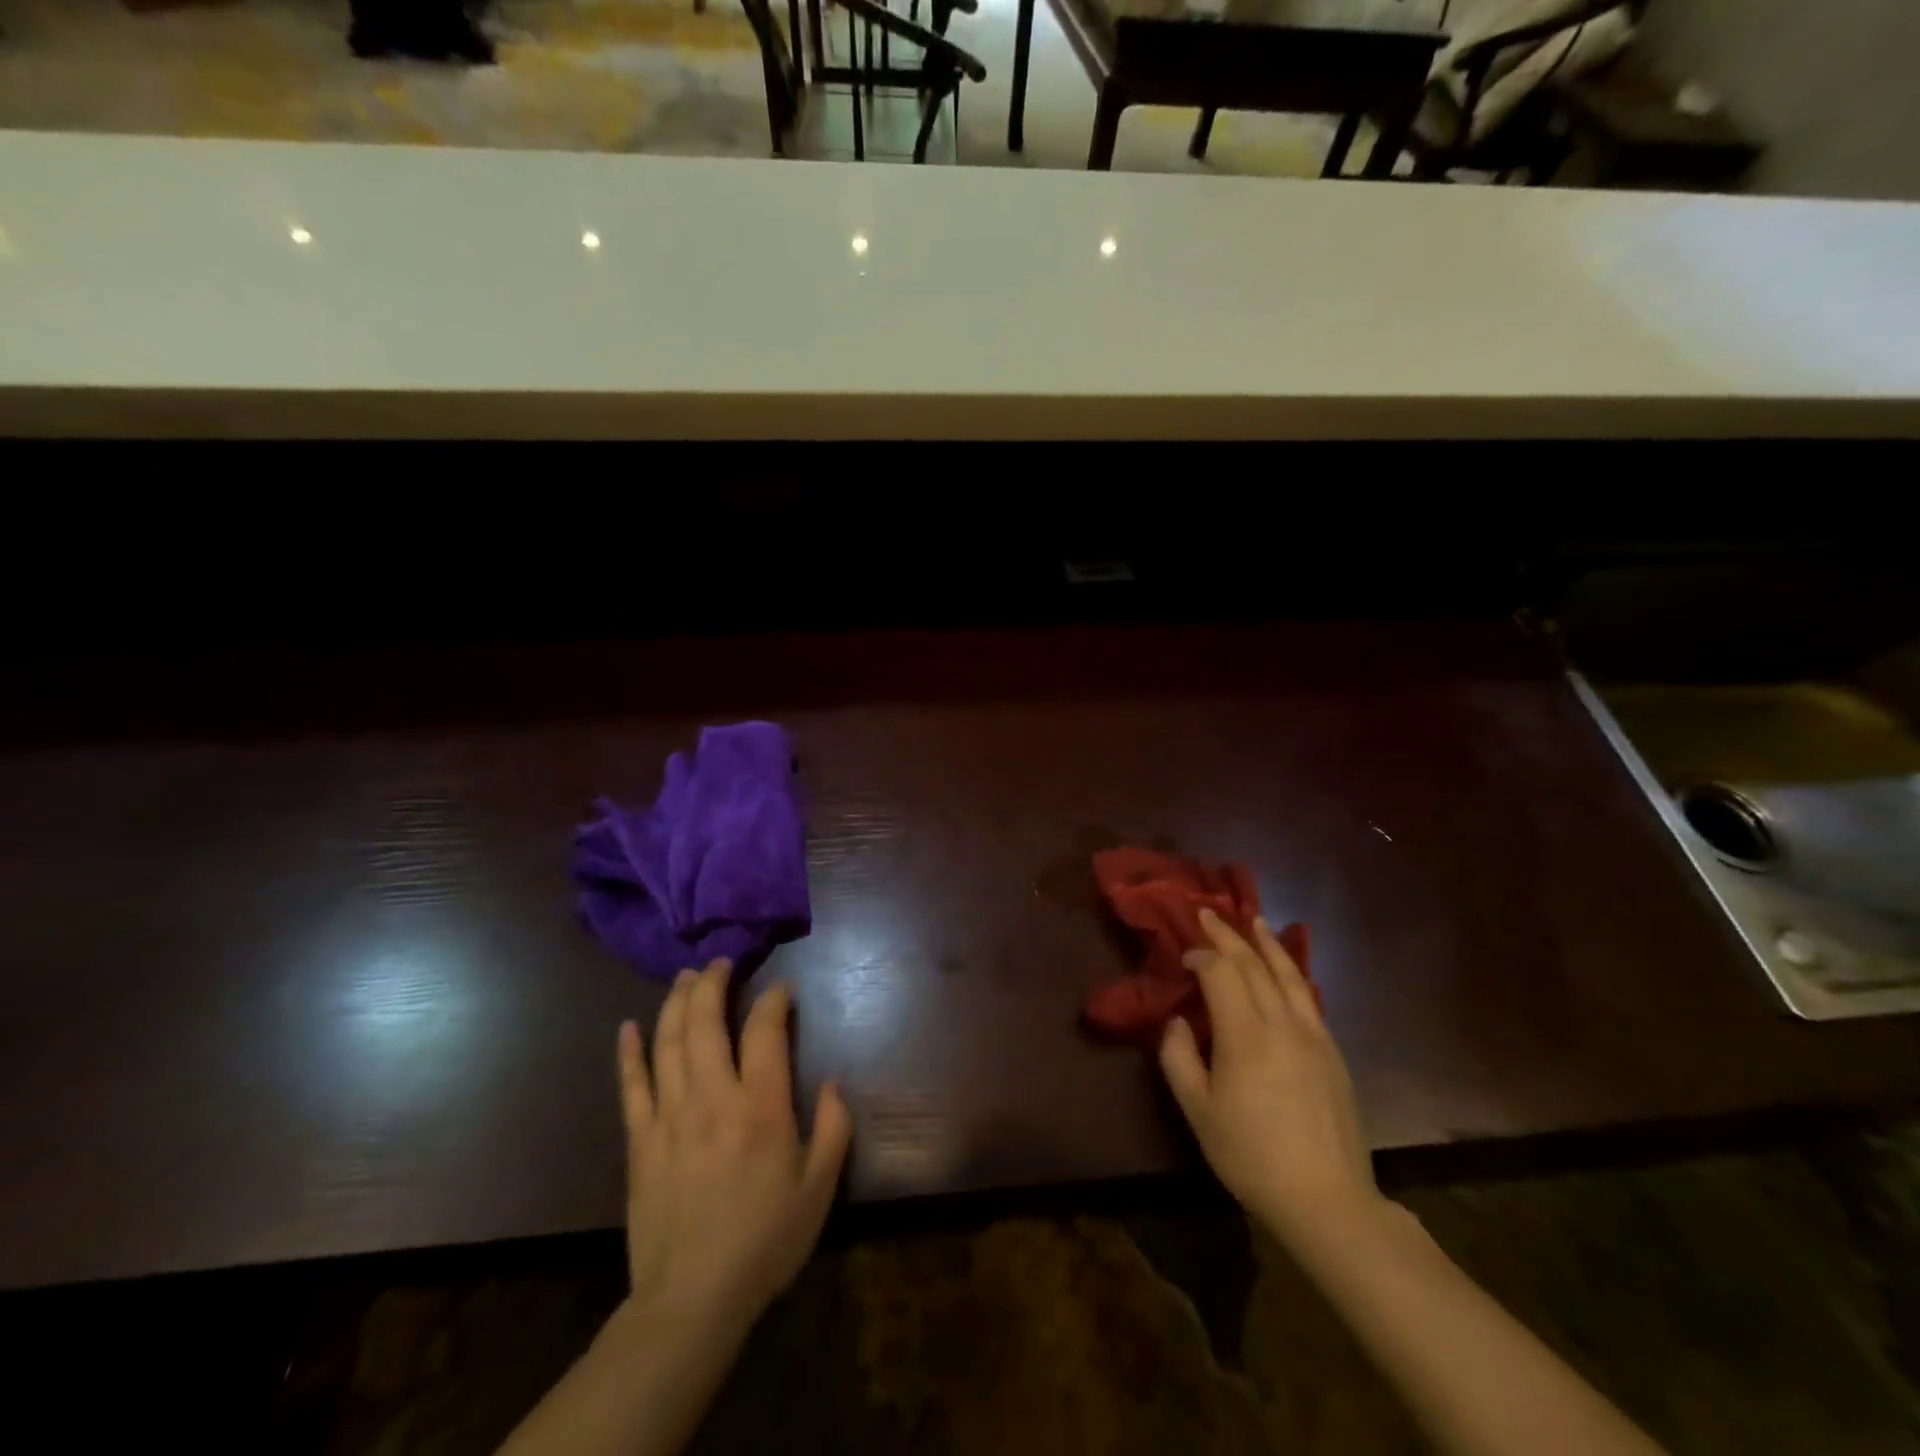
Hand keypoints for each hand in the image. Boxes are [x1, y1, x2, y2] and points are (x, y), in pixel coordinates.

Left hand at [617, 959, 850, 1339]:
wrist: (692, 1300)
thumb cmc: (765, 1240)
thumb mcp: (820, 1187)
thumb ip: (834, 1127)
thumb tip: (834, 1082)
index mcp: (761, 1106)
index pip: (765, 1030)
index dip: (775, 999)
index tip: (783, 989)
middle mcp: (713, 1097)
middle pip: (706, 1022)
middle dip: (713, 983)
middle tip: (721, 961)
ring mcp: (670, 1116)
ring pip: (668, 1042)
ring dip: (676, 1002)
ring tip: (685, 976)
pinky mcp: (640, 1141)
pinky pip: (631, 1085)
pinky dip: (629, 1052)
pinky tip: (628, 1026)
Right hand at [1159, 908, 1381, 1250]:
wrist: (1326, 1199)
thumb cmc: (1251, 1156)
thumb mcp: (1198, 1112)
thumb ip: (1179, 1058)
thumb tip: (1177, 1021)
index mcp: (1244, 1035)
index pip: (1221, 973)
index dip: (1200, 956)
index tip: (1183, 955)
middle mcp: (1281, 1023)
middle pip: (1253, 965)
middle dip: (1229, 935)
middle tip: (1209, 912)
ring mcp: (1313, 1035)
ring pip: (1288, 974)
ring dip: (1267, 943)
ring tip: (1255, 920)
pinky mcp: (1332, 1051)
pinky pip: (1308, 997)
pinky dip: (1292, 972)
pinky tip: (1285, 969)